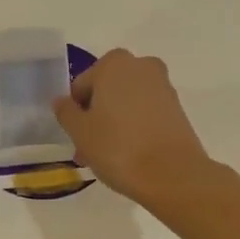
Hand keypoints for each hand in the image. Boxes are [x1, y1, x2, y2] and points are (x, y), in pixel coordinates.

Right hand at [53, 49, 214, 206]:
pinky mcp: (178, 108)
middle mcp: (141, 66)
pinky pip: (146, 112)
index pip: (82, 85)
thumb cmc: (119, 148)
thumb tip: (61, 101)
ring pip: (127, 102)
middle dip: (96, 117)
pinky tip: (130, 154)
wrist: (173, 174)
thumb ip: (66, 112)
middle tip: (89, 149)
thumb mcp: (81, 132)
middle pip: (107, 91)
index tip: (77, 137)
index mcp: (114, 64)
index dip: (76, 112)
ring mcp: (163, 86)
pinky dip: (135, 127)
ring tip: (108, 156)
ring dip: (114, 123)